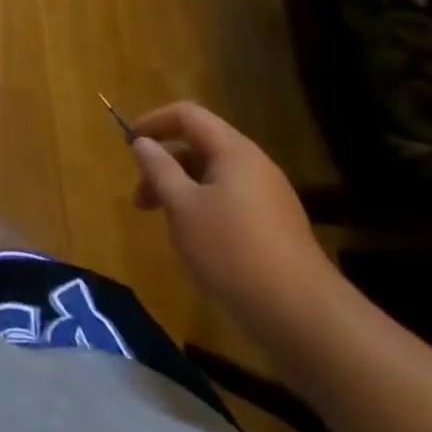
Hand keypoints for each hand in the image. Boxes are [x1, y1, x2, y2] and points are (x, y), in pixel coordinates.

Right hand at [128, 103, 340, 344]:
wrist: (303, 316)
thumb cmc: (232, 250)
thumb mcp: (182, 207)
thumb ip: (158, 169)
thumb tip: (143, 143)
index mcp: (234, 151)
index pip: (188, 115)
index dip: (154, 121)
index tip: (129, 143)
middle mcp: (255, 165)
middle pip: (200, 146)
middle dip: (164, 164)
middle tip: (140, 198)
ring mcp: (269, 197)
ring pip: (213, 177)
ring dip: (181, 190)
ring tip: (165, 225)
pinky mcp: (276, 227)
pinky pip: (230, 201)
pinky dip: (203, 208)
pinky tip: (196, 243)